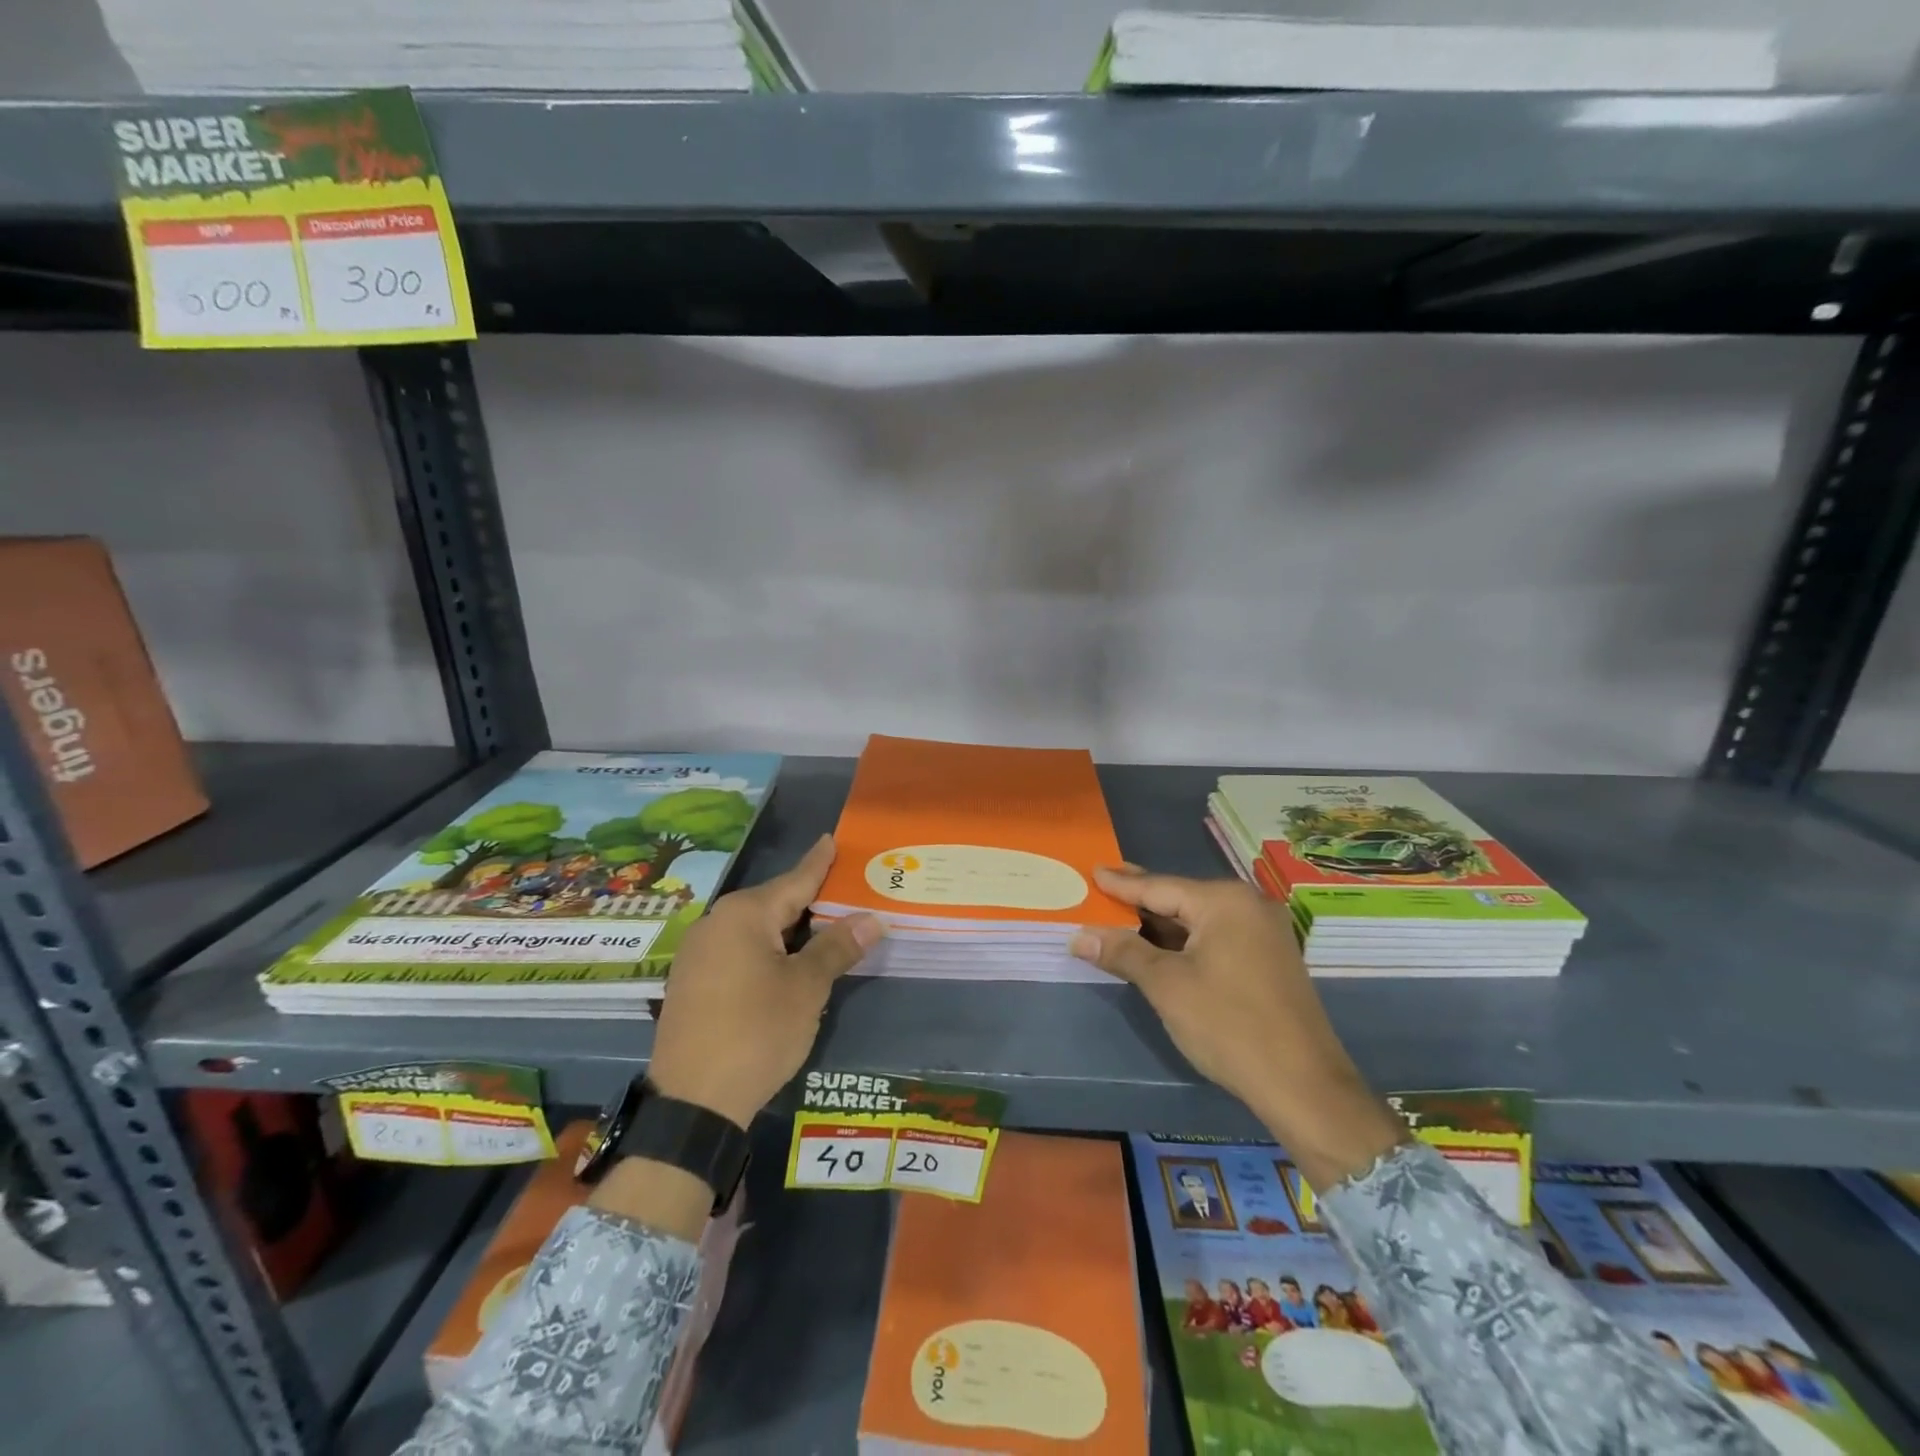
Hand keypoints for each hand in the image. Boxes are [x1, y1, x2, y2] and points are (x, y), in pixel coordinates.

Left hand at [646, 835, 882, 1128]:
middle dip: (809, 899)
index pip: (795, 880)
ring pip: (755, 928)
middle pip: (774, 902)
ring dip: (789, 928)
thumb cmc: (757, 1032)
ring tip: (823, 926)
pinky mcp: (691, 981)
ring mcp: (698, 953)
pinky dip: (766, 948)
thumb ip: (837, 947)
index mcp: (744, 914)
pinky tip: (785, 960)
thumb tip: (871, 918)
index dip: (818, 862)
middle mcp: (716, 923)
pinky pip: (738, 949)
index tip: (832, 839)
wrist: (692, 1102)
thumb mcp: (806, 988)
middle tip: (844, 891)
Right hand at [1070, 867, 1404, 1188]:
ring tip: (1122, 915)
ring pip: (1198, 920)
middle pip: (1180, 898)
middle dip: (1140, 898)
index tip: (1093, 871)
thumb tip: (1079, 935)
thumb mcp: (1167, 985)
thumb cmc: (1228, 1025)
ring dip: (1160, 924)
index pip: (1159, 886)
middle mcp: (1248, 906)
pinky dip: (1184, 941)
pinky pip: (1215, 937)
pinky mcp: (1268, 959)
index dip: (1121, 884)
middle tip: (1104, 883)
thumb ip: (1123, 952)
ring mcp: (1263, 933)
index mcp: (1224, 901)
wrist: (1304, 1086)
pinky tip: (1159, 946)